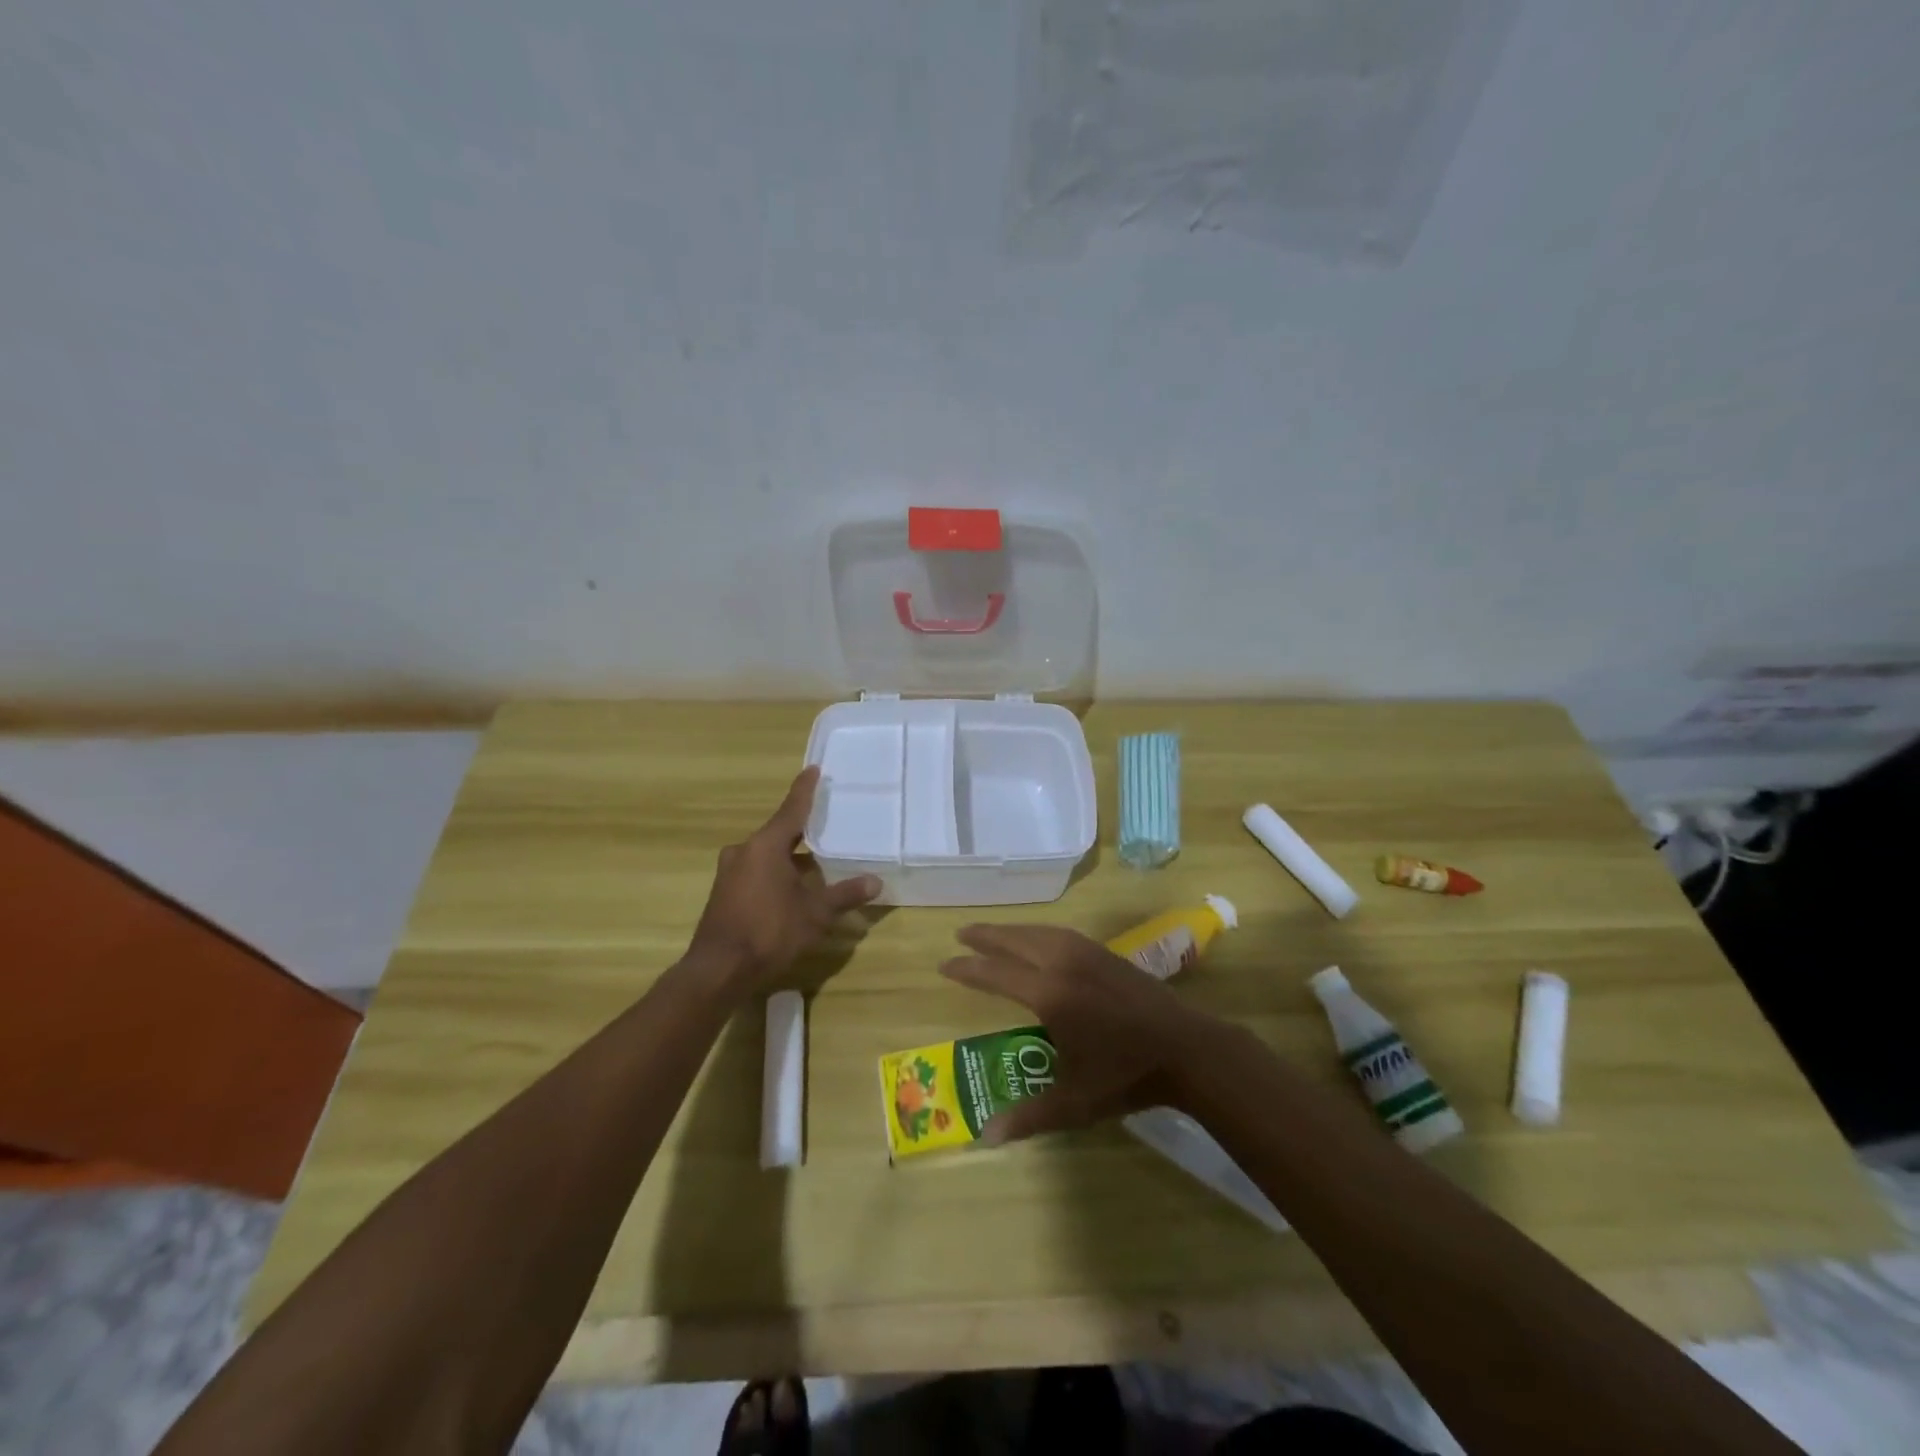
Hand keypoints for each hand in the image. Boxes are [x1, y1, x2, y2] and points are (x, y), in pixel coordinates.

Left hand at [688, 767, 880, 990]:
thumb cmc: (769, 932)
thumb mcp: (814, 914)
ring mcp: (730, 872)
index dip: (805, 790)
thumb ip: (844, 895)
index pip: (792, 810)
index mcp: (765, 846)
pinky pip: (756, 871)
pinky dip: (776, 873)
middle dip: (802, 831)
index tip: (814, 770)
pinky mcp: (724, 893)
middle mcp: (744, 851)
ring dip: (790, 857)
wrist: (718, 970)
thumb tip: (875, 882)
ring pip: (767, 855)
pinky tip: (792, 889)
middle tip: (826, 825)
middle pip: (778, 833)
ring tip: (817, 863)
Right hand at [940, 924, 1217, 1143]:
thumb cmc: (1127, 1075)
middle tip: (960, 934)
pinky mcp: (1105, 952)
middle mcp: (1063, 964)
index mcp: (1049, 995)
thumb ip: (1029, 1116)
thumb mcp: (1075, 1103)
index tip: (945, 964)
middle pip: (1015, 941)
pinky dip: (1038, 931)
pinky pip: (1060, 933)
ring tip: (992, 933)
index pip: (996, 974)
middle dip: (985, 936)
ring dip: (1011, 930)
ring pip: (1038, 932)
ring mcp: (1086, 953)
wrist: (1186, 1048)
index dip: (968, 969)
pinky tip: (1038, 939)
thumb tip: (986, 1136)